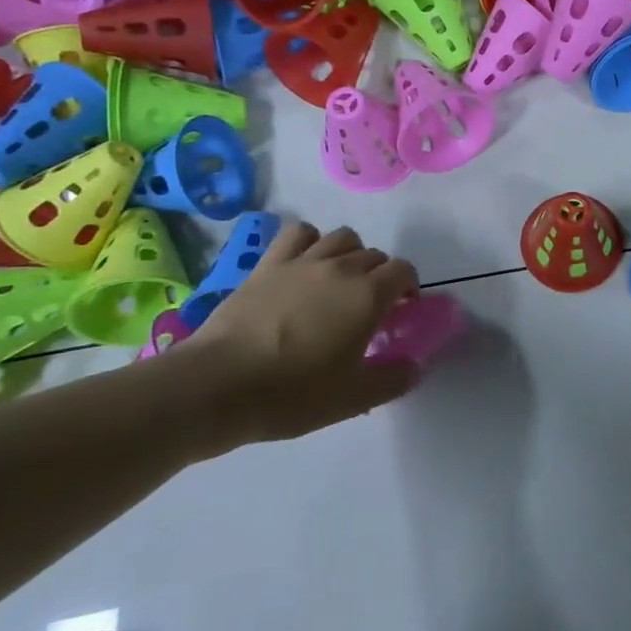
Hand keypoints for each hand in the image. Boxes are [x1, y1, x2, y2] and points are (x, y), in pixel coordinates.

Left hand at [185, 220, 420, 451]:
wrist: (216, 386)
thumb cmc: (292, 394)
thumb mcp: (353, 398)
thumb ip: (394, 379)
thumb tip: (415, 366)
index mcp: (369, 295)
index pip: (403, 271)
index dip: (408, 287)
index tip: (400, 311)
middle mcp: (341, 268)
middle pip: (374, 254)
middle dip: (380, 275)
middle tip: (369, 307)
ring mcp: (302, 261)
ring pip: (341, 237)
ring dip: (350, 254)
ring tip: (340, 281)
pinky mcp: (267, 264)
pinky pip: (298, 233)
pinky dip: (310, 241)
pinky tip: (305, 263)